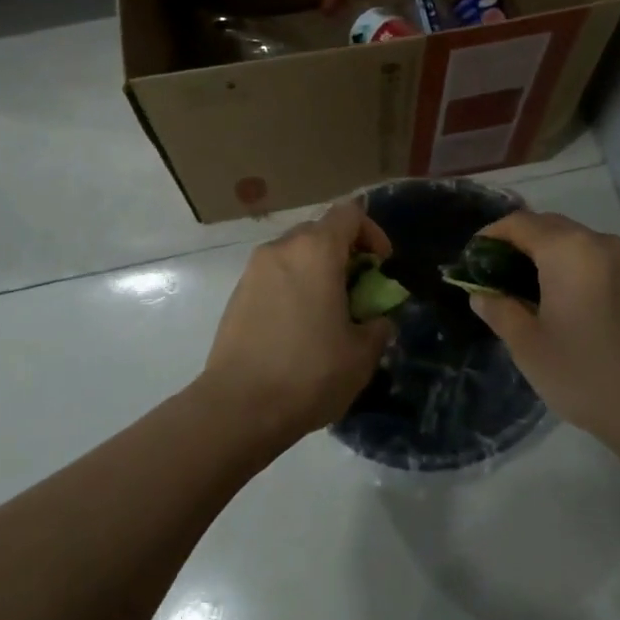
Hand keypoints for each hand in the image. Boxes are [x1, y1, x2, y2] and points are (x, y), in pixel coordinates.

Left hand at [197, 200, 395, 445]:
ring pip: (294, 254)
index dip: (372, 233)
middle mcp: (281, 249)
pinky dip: (292, 287)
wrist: (239, 407)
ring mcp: (253, 270)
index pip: (349, 213)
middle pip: (320, 231)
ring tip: (328, 311)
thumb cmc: (309, 373)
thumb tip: (376, 320)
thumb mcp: (362, 354)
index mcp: (316, 251)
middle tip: (358, 290)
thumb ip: (377, 326)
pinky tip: (298, 327)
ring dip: (317, 271)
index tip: (381, 266)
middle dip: (344, 253)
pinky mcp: (237, 294)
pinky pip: (274, 275)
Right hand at [465, 210, 619, 437]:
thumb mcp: (528, 345)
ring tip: (519, 288)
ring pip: (571, 240)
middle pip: (547, 225)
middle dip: (516, 243)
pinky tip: (554, 298)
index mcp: (568, 249)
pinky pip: (591, 257)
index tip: (470, 261)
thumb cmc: (584, 373)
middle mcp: (597, 242)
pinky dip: (566, 265)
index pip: (519, 223)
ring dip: (542, 254)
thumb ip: (499, 310)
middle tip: (491, 275)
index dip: (490, 236)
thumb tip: (480, 293)